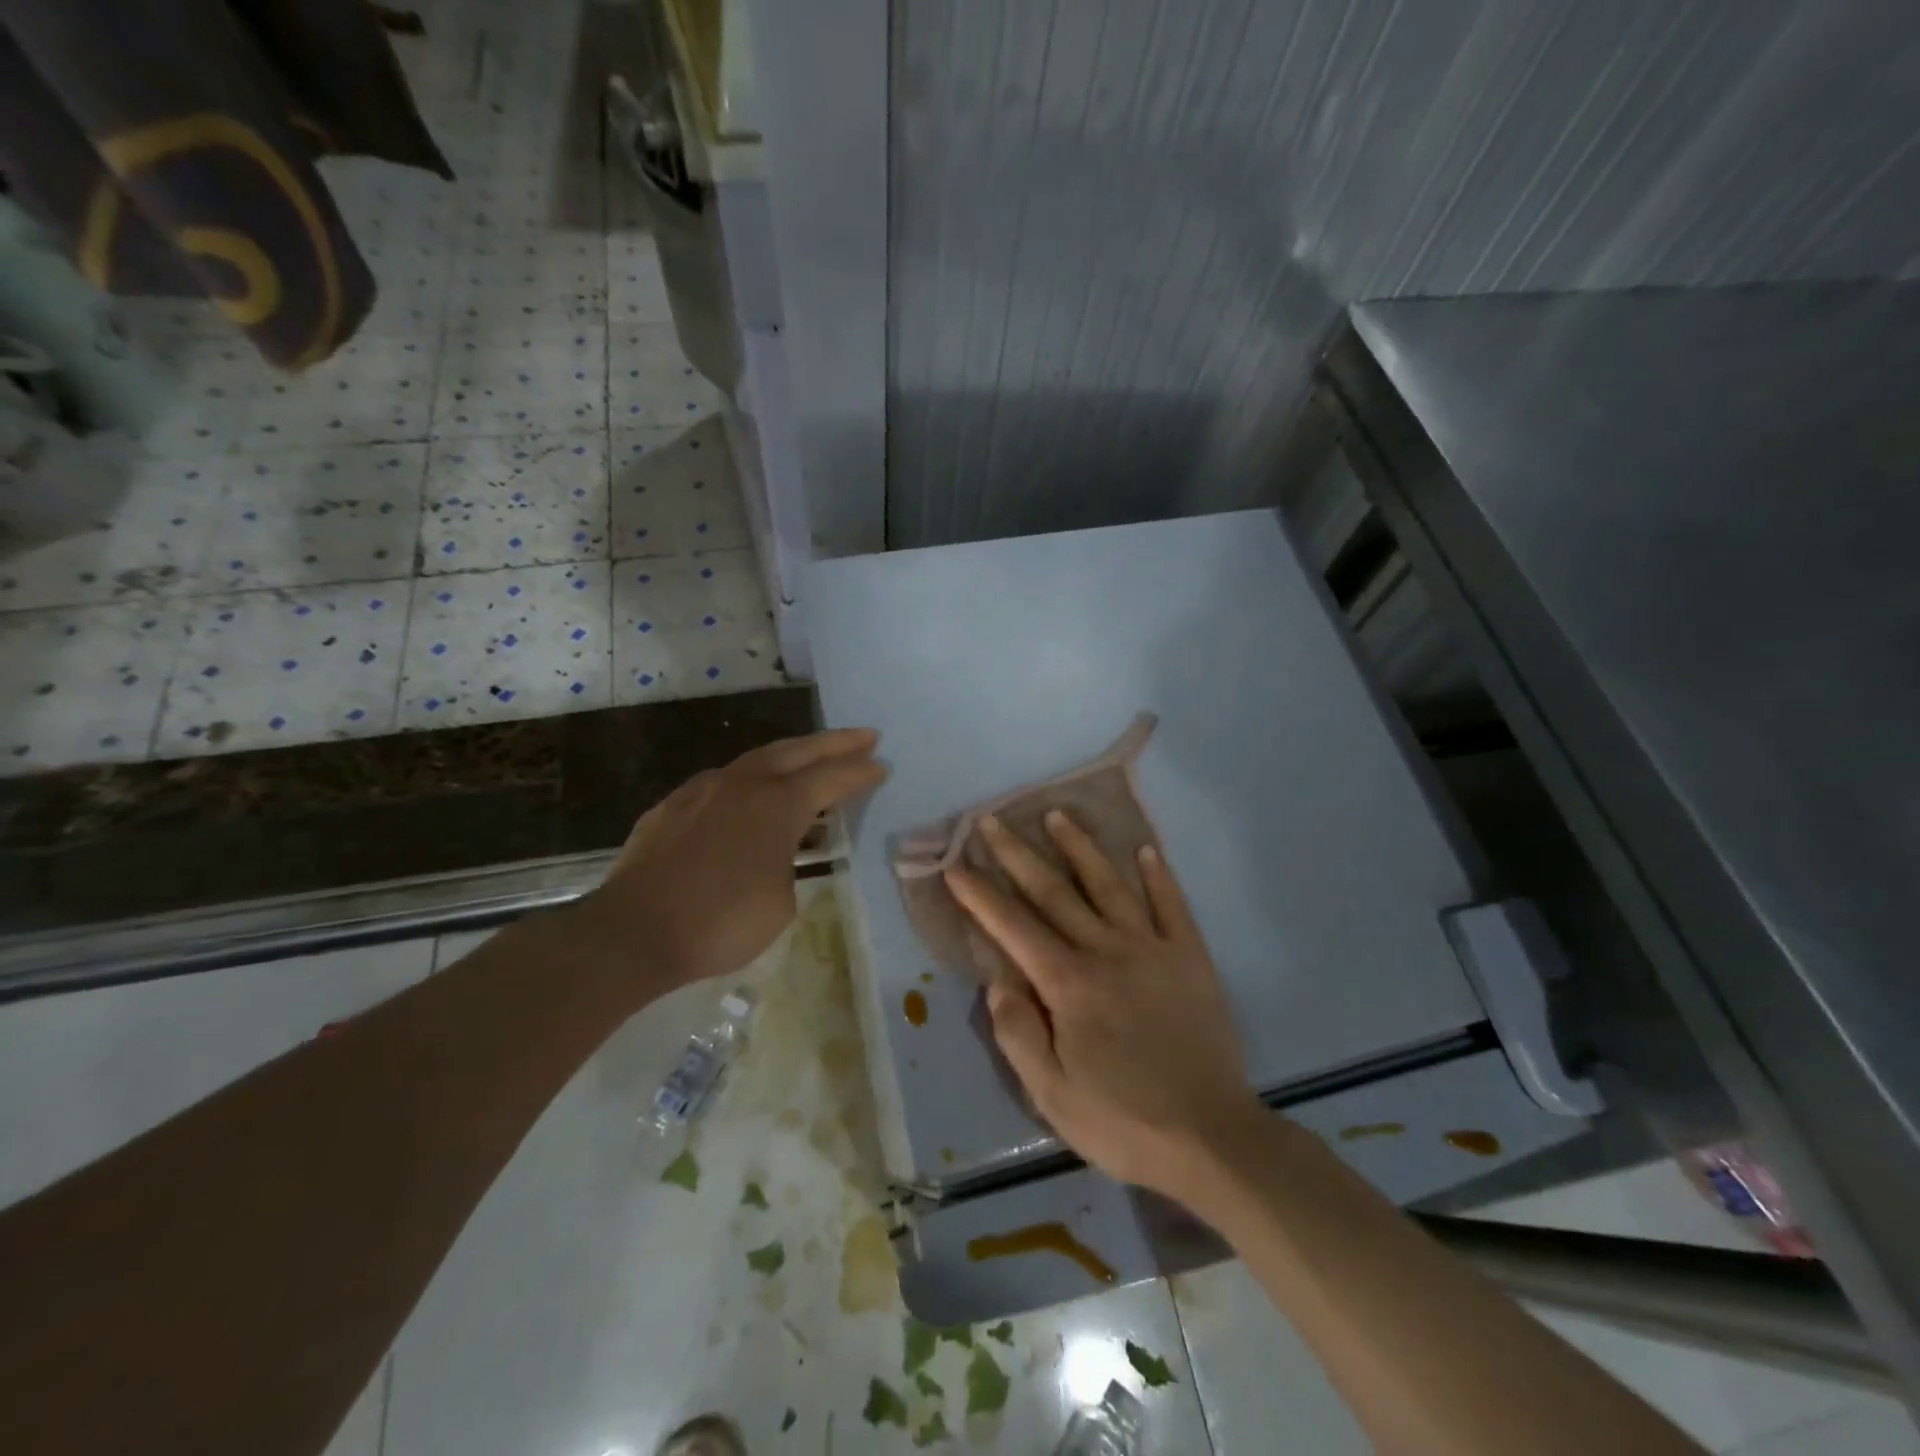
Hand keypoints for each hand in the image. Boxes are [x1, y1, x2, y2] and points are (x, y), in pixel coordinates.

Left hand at [587, 728, 885, 989]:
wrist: (632, 933)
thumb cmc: (719, 923)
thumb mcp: (780, 904)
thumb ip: (787, 866)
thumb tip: (775, 855)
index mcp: (776, 805)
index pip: (830, 779)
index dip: (859, 772)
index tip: (882, 764)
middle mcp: (742, 785)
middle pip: (797, 751)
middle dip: (834, 742)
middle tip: (865, 735)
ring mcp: (702, 790)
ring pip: (756, 760)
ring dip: (790, 756)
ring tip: (810, 759)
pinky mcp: (671, 806)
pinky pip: (722, 783)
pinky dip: (748, 781)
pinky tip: (748, 795)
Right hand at [946, 812, 1261, 1195]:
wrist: (1213, 1139)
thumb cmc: (1123, 1122)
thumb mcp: (1052, 1095)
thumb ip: (1018, 1034)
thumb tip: (996, 983)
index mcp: (1069, 984)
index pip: (1013, 927)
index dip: (980, 894)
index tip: (956, 865)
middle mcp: (1107, 952)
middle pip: (1054, 892)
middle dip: (1018, 854)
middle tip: (992, 820)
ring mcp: (1152, 950)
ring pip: (1109, 885)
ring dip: (1080, 847)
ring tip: (1057, 815)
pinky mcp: (1191, 959)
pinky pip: (1172, 906)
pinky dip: (1158, 876)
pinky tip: (1146, 850)